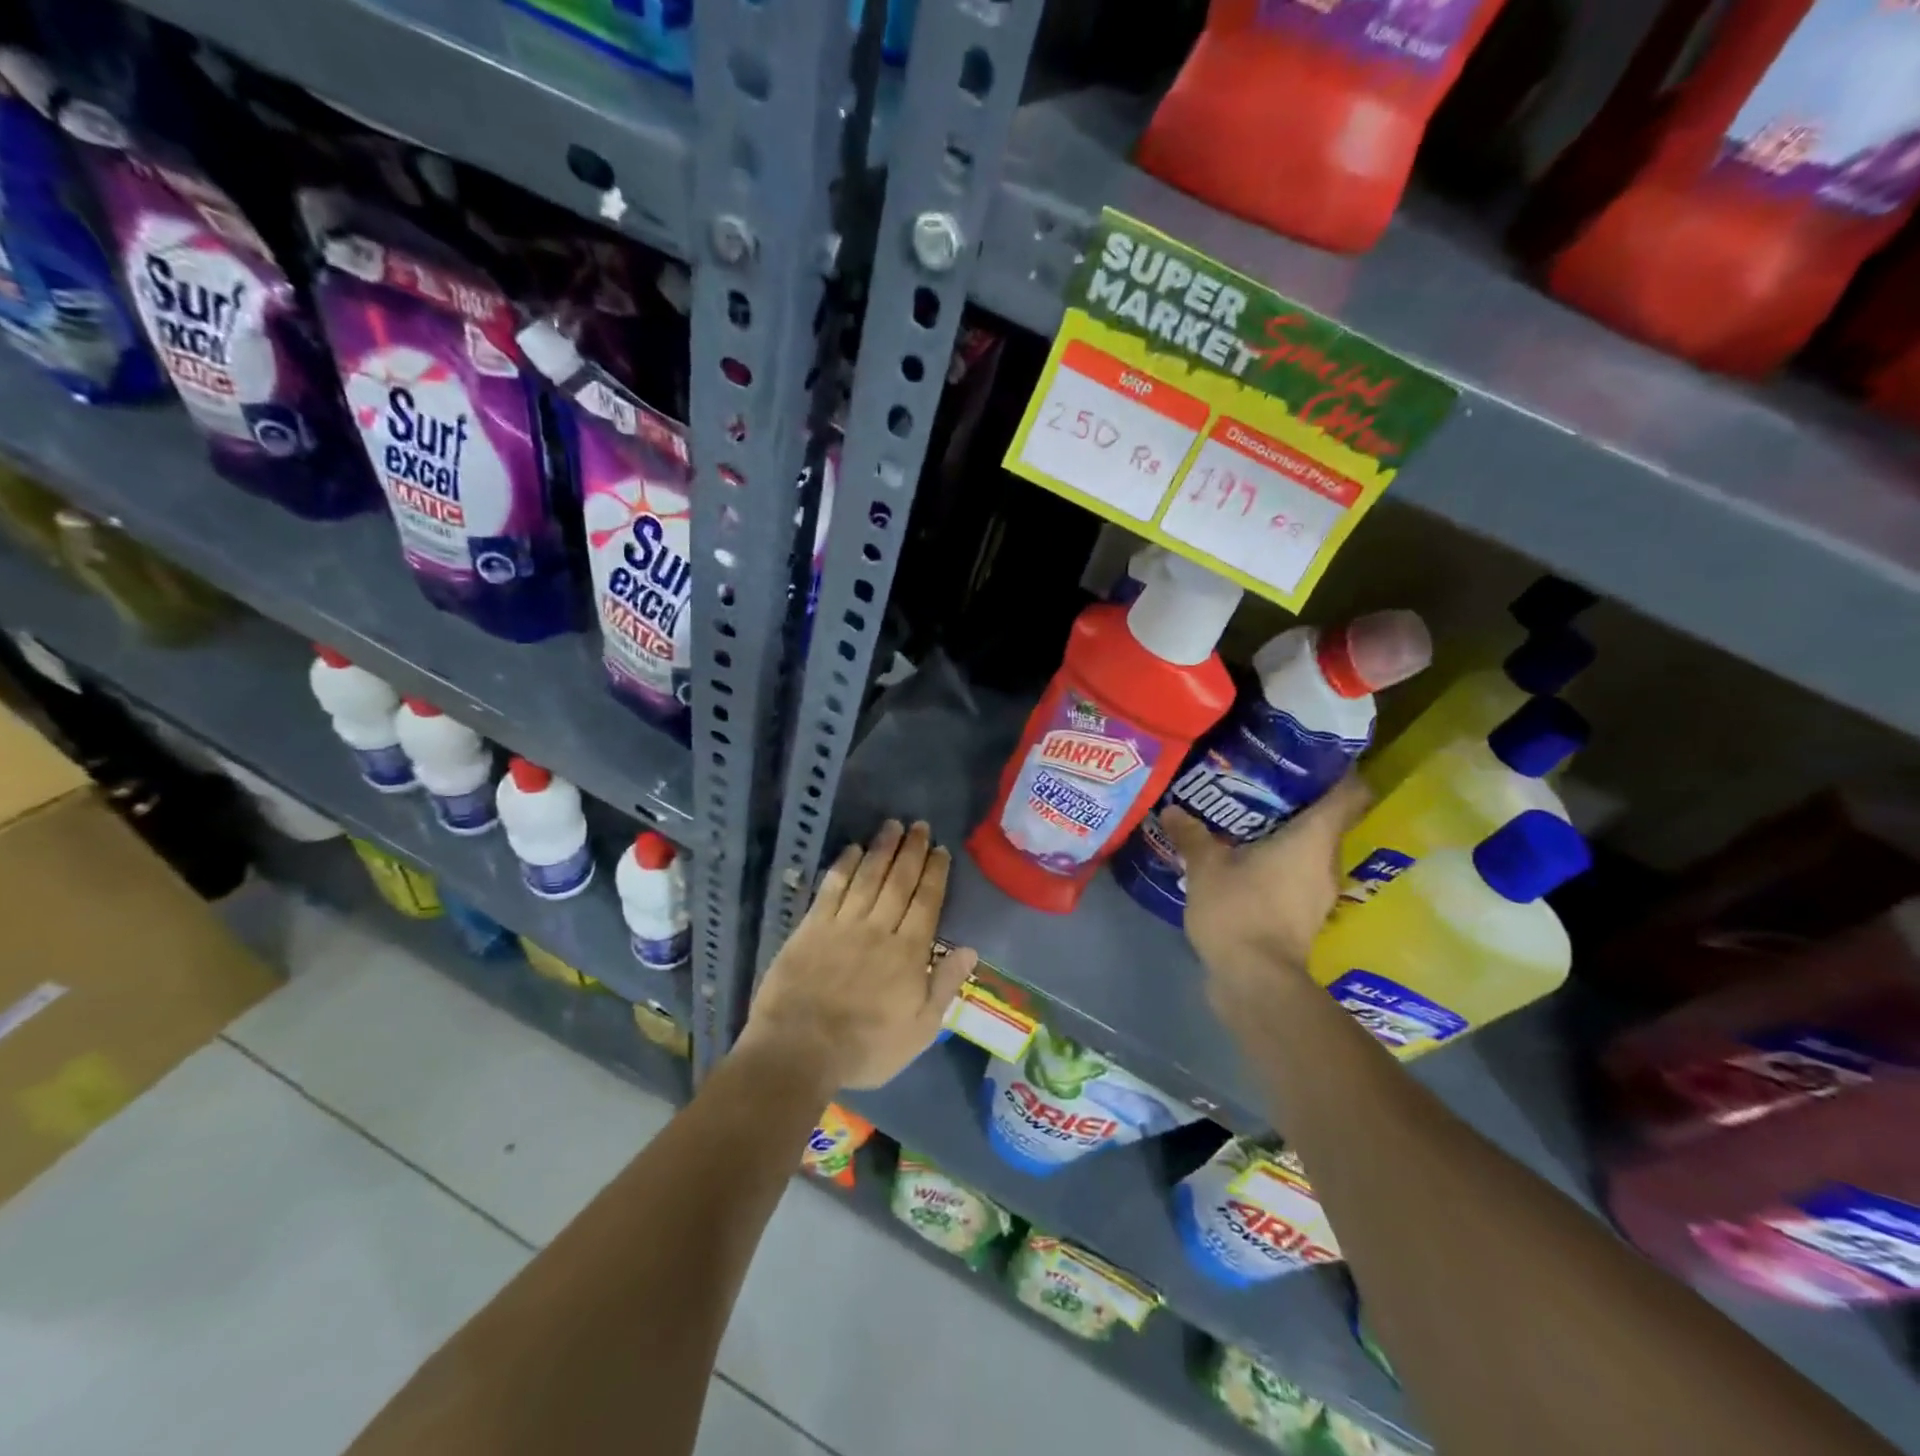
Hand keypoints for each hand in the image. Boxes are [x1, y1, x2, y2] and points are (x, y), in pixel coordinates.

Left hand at [741, 820, 979, 1090]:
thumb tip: (970, 949)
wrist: (799, 1051)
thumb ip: (944, 986)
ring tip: (892, 825)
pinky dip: (844, 866)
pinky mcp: (812, 927)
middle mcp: (878, 929)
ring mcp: (843, 925)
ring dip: (882, 849)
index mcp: (908, 953)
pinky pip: (832, 888)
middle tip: (920, 825)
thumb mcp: (920, 1030)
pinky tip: (852, 849)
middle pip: (899, 881)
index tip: (941, 850)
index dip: (935, 873)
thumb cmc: (866, 1047)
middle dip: (912, 851)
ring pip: (868, 877)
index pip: (926, 902)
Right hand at [1159, 775, 1368, 1018]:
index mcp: (1314, 838)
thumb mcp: (1206, 867)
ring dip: (1287, 834)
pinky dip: (1279, 862)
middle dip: (1299, 801)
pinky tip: (1246, 859)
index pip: (1349, 793)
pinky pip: (1297, 874)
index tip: (1310, 758)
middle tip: (1261, 783)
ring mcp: (1319, 892)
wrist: (1255, 981)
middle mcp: (1327, 861)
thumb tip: (1173, 809)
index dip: (1338, 771)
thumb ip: (1192, 835)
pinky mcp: (1305, 915)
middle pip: (1327, 820)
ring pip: (1311, 849)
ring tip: (1248, 820)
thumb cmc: (1239, 911)